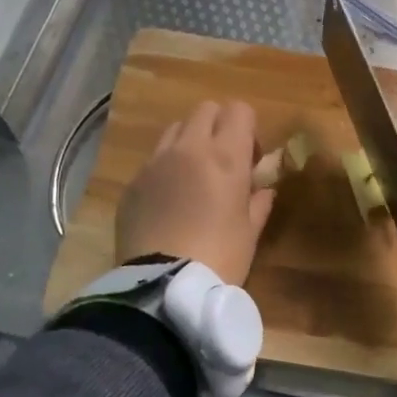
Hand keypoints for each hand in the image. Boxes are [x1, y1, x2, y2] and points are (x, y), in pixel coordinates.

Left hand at [116, 100, 274, 286]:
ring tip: (195, 179)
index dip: (248, 129)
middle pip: (205, 110)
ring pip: (176, 129)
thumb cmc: (220, 258)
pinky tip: (171, 202)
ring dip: (191, 143)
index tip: (251, 160)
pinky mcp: (132, 183)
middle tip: (225, 163)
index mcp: (225, 156)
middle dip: (219, 127)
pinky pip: (154, 160)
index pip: (239, 110)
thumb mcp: (250, 232)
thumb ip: (259, 202)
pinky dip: (167, 169)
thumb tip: (263, 189)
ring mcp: (155, 163)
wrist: (164, 286)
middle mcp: (188, 148)